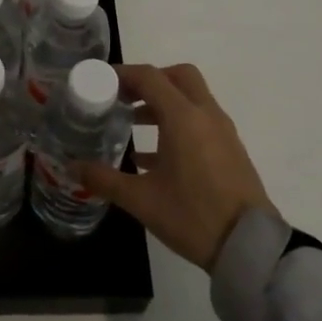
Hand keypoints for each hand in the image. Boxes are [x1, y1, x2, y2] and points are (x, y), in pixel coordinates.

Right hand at [79, 63, 277, 269]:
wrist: (250, 246)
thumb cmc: (193, 216)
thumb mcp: (141, 200)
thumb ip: (104, 179)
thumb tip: (72, 167)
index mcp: (183, 118)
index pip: (150, 77)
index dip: (123, 74)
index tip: (101, 81)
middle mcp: (206, 115)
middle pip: (177, 77)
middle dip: (149, 80)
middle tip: (123, 96)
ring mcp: (222, 131)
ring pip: (191, 98)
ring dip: (163, 102)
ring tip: (132, 123)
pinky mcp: (230, 149)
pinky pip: (200, 121)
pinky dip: (177, 123)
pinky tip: (153, 155)